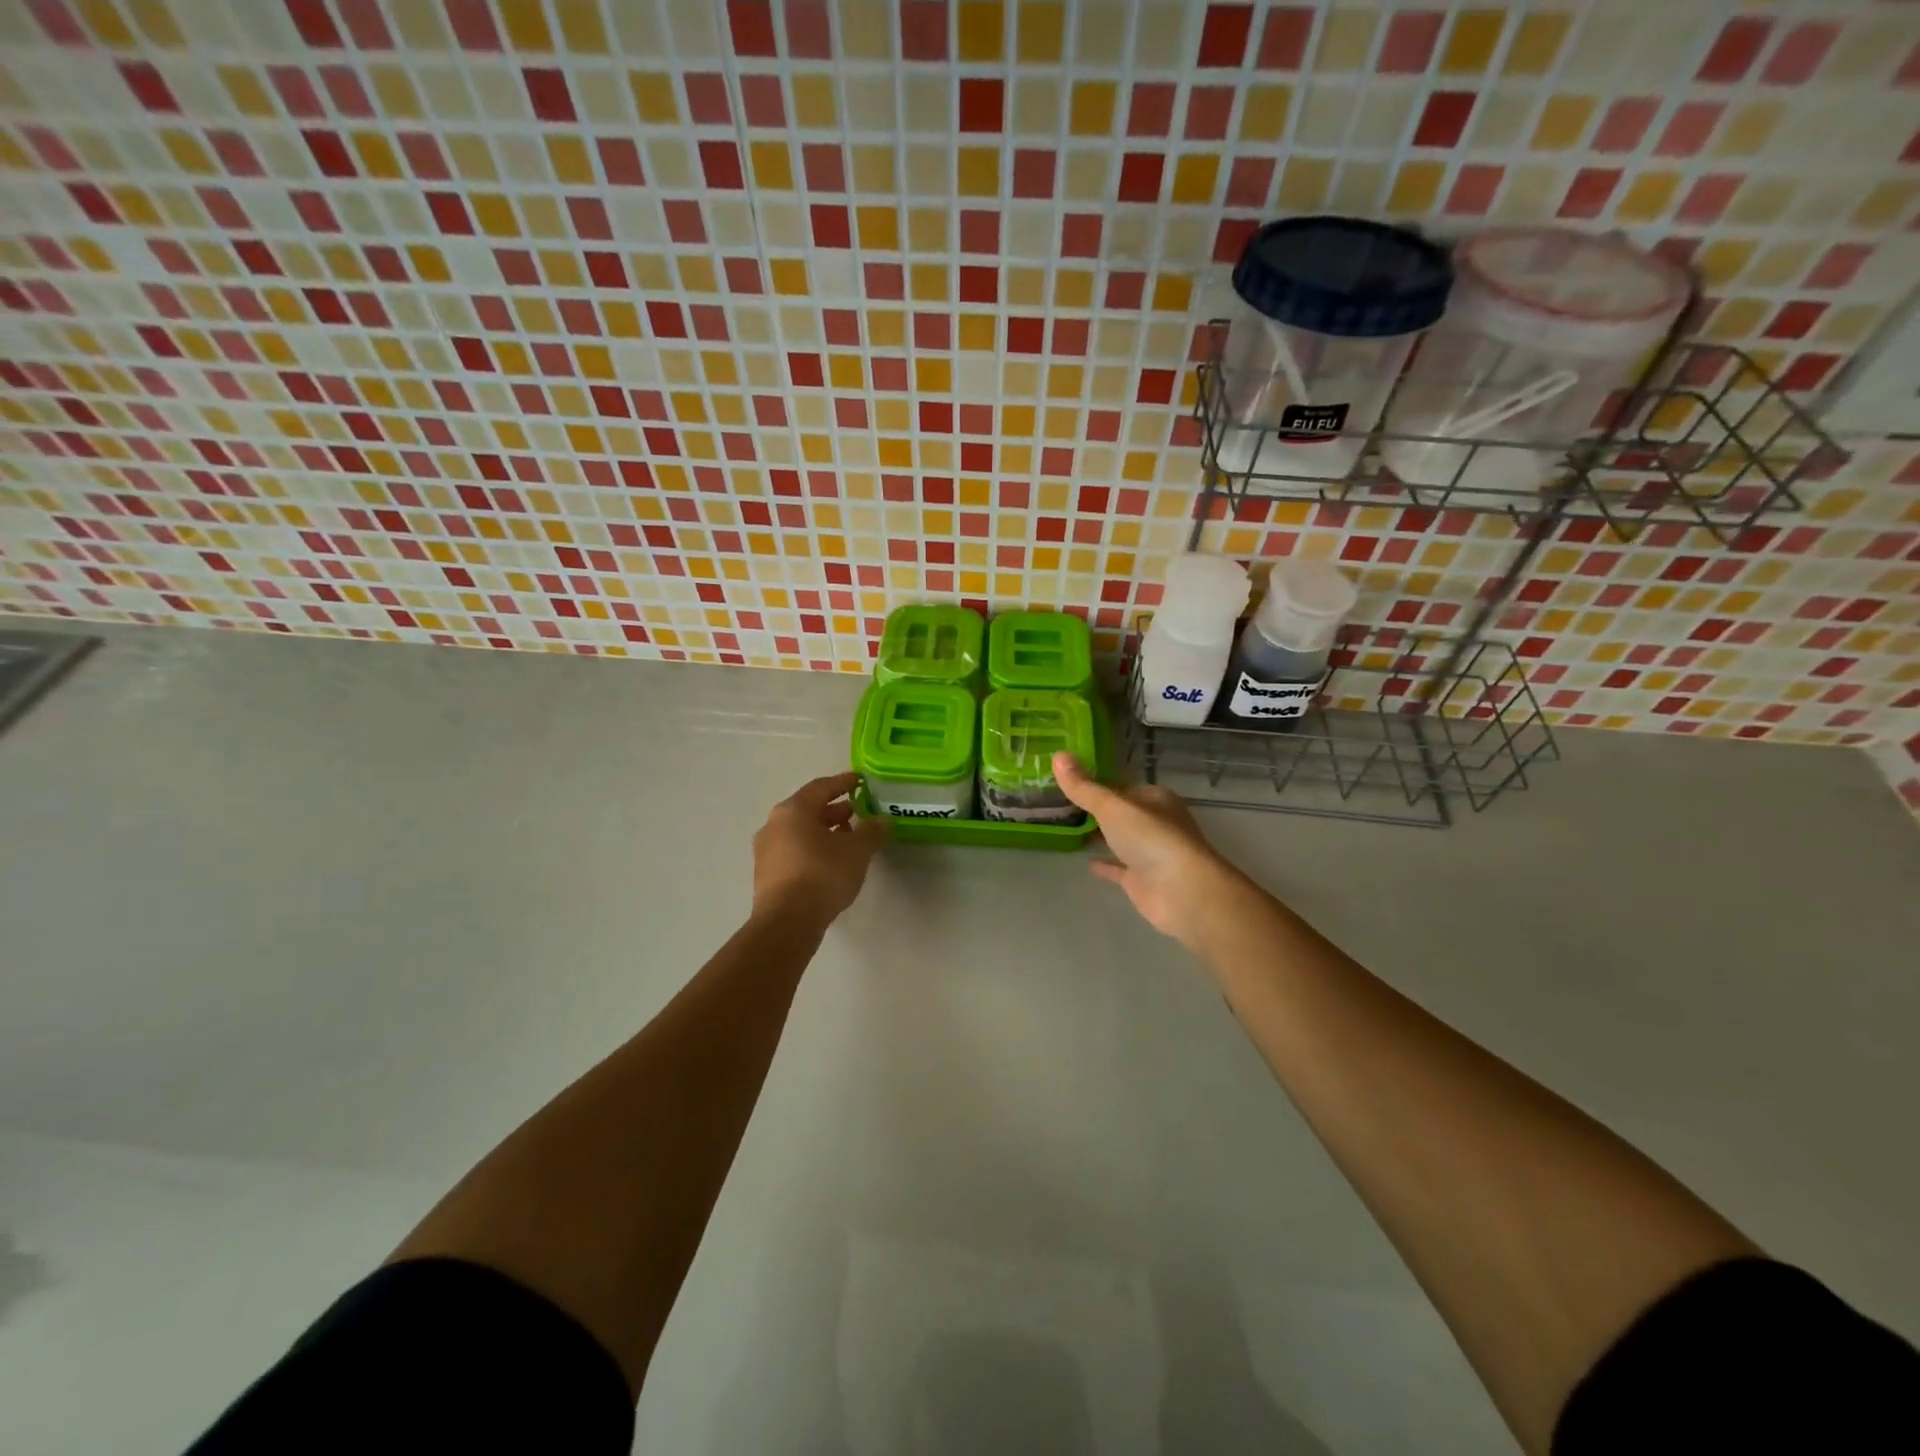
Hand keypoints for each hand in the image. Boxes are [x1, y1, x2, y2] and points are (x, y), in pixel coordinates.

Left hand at [752, 771, 886, 926]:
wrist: (787, 922)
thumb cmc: (823, 875)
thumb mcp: (857, 850)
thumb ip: (871, 831)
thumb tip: (882, 821)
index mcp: (793, 810)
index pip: (821, 787)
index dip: (843, 782)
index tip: (860, 781)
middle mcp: (774, 825)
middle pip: (808, 809)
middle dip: (835, 810)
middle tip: (858, 813)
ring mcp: (766, 851)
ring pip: (800, 832)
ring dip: (824, 831)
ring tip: (849, 839)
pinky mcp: (767, 875)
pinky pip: (794, 851)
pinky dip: (813, 849)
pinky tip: (831, 862)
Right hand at [1053, 753, 1250, 950]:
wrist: (1183, 892)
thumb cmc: (1151, 839)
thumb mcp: (1112, 807)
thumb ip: (1084, 787)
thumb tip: (1057, 755)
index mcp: (1154, 798)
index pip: (1119, 786)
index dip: (1093, 784)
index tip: (1064, 783)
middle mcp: (1154, 822)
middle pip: (1119, 812)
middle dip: (1094, 810)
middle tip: (1058, 805)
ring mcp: (1150, 853)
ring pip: (1119, 839)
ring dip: (1099, 835)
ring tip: (1066, 829)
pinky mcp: (1143, 880)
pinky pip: (1119, 868)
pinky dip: (1104, 864)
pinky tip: (1084, 862)